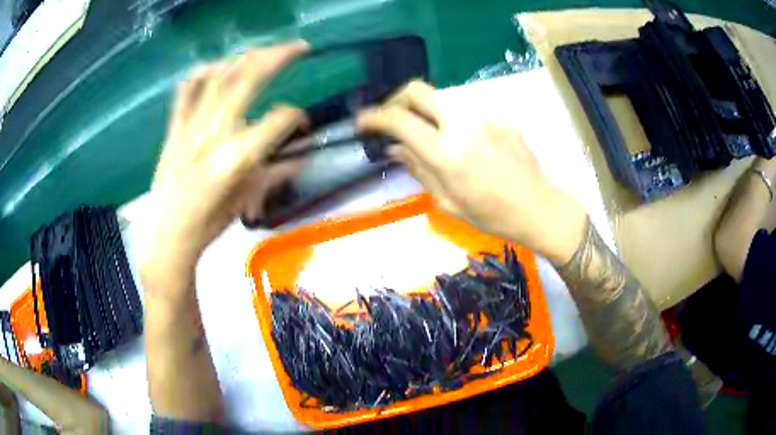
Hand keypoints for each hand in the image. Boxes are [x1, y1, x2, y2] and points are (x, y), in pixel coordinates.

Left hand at [140, 42, 308, 278]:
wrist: (167, 236)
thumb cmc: (208, 225)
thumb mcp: (246, 202)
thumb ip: (275, 174)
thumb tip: (301, 157)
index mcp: (237, 158)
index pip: (279, 119)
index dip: (297, 116)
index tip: (301, 124)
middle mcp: (214, 133)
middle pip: (250, 79)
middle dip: (279, 57)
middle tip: (299, 47)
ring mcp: (190, 127)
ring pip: (220, 76)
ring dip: (246, 57)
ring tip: (264, 52)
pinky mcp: (174, 128)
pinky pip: (187, 90)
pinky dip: (202, 73)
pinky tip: (216, 67)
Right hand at [357, 81, 586, 264]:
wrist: (537, 206)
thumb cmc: (490, 214)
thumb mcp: (447, 201)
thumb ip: (418, 169)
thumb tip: (395, 148)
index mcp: (445, 152)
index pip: (399, 119)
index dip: (374, 117)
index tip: (363, 122)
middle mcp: (462, 124)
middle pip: (417, 90)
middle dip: (396, 100)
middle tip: (393, 119)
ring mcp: (483, 115)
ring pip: (441, 98)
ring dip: (425, 110)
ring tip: (427, 133)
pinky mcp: (498, 115)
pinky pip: (465, 109)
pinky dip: (451, 119)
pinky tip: (461, 140)